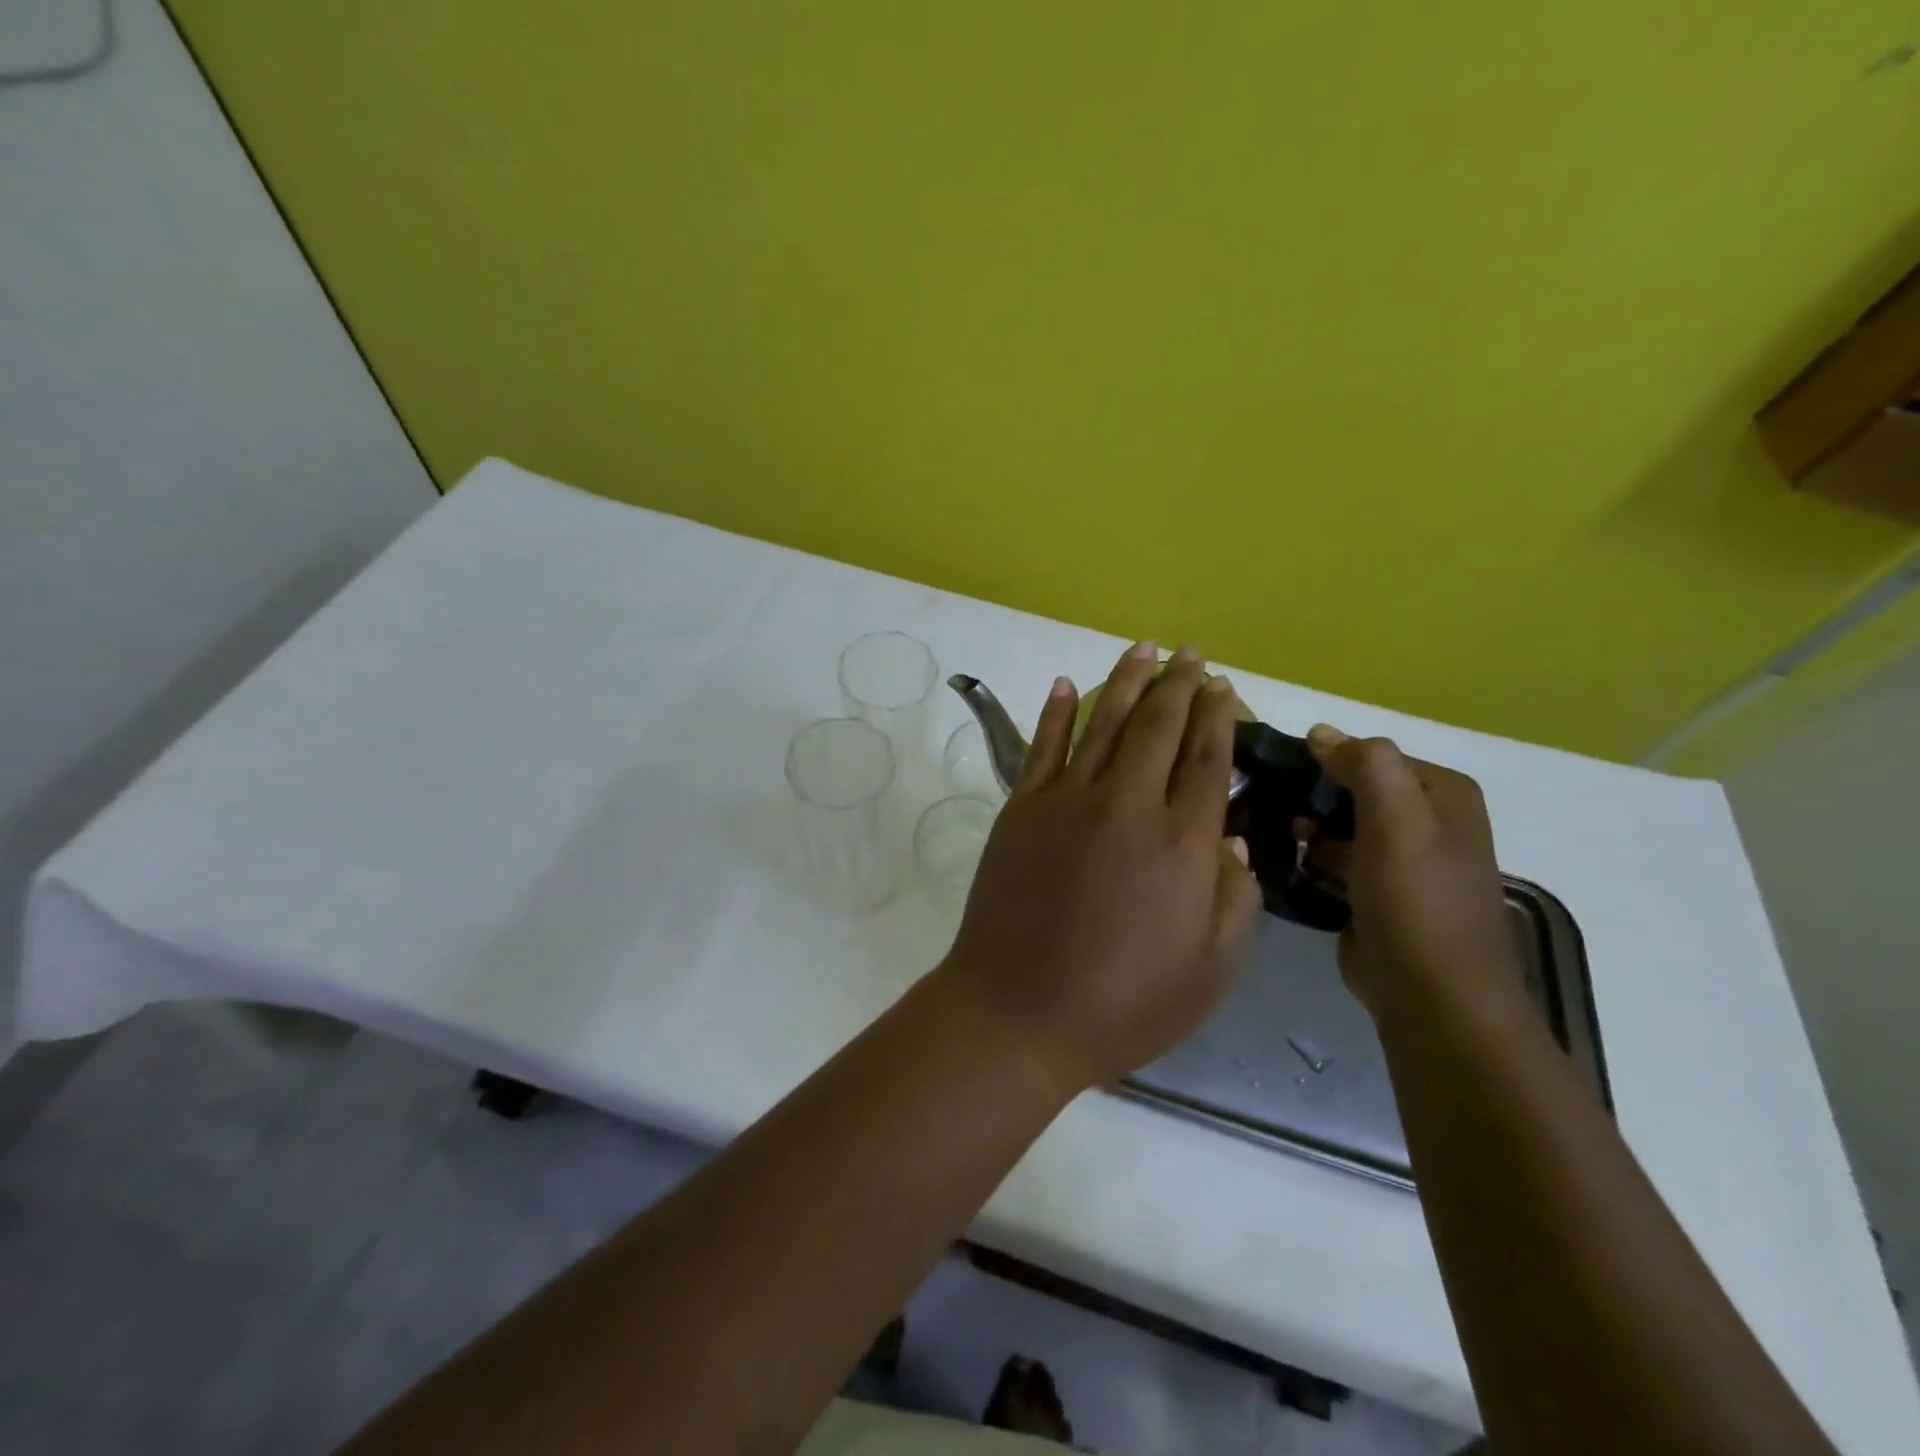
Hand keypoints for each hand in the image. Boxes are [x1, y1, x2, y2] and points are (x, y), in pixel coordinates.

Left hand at [940, 642, 1263, 1092]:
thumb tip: (1235, 839)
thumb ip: (1235, 899)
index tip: (1222, 686)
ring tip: (1143, 648)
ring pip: (1103, 722)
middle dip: (1178, 684)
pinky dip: (1057, 710)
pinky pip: (1043, 745)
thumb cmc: (1123, 1003)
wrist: (1018, 1011)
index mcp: (1182, 842)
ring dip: (1125, 681)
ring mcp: (1067, 800)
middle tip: (1190, 655)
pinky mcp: (1022, 808)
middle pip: (1158, 726)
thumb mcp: (1209, 972)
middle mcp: (1128, 804)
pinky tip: (1067, 683)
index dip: (1217, 715)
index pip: (1206, 758)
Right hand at [1298, 725, 1527, 1021]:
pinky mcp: (1375, 896)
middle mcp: (1426, 823)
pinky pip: (1334, 863)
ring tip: (1279, 840)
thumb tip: (1321, 732)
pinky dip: (1311, 863)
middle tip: (1273, 810)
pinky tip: (1289, 868)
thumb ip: (1365, 764)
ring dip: (1307, 832)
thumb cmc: (1416, 899)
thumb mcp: (1397, 818)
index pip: (1372, 756)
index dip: (1326, 761)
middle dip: (1313, 798)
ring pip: (1339, 827)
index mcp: (1441, 795)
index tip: (1280, 774)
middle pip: (1354, 791)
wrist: (1431, 996)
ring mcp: (1400, 862)